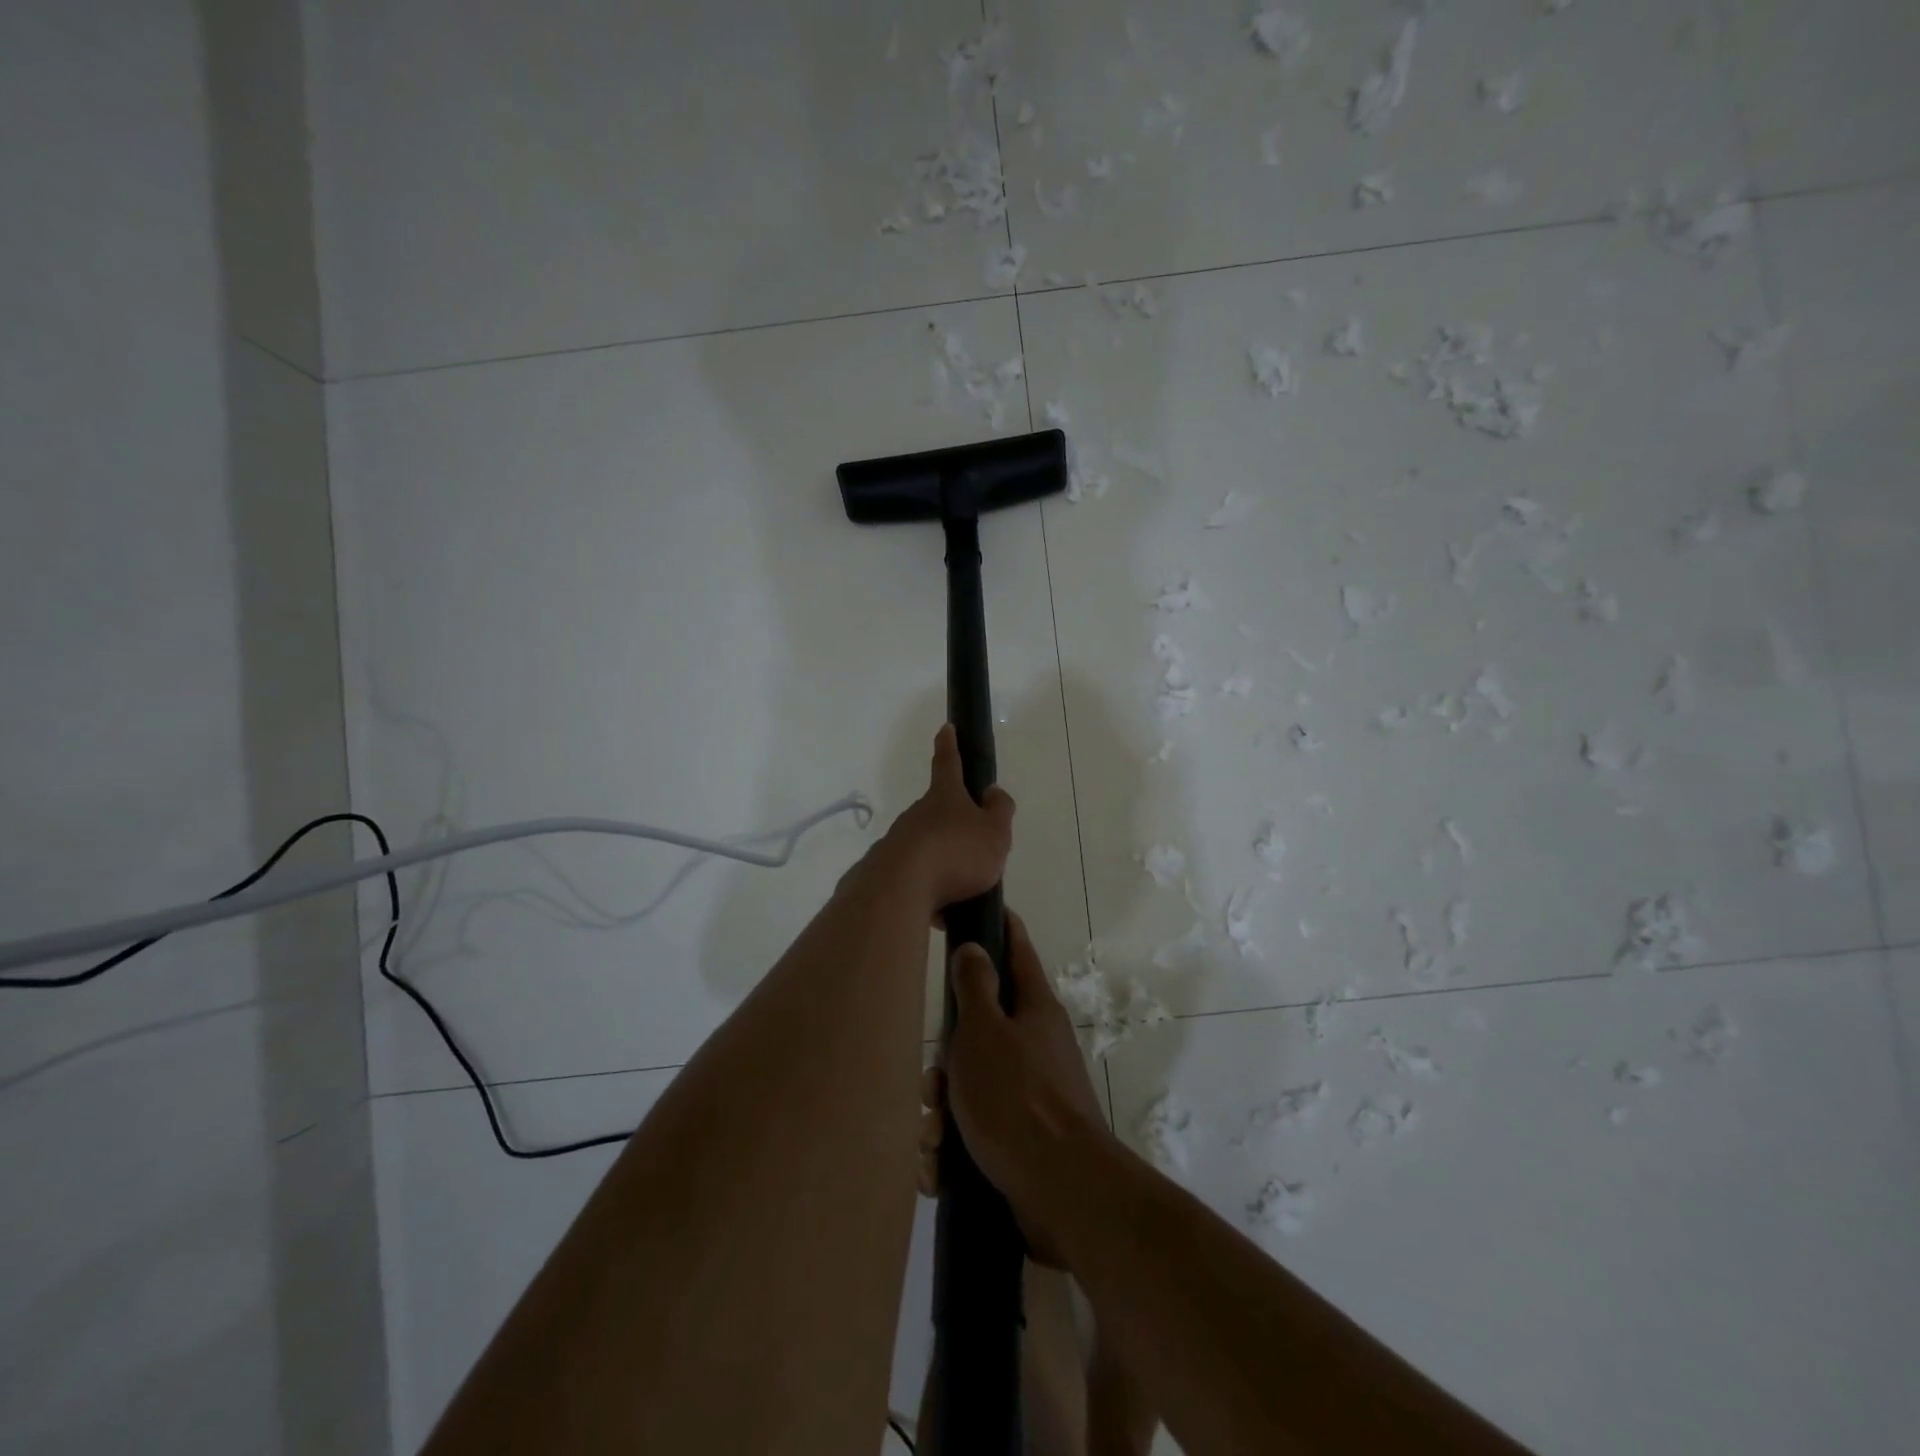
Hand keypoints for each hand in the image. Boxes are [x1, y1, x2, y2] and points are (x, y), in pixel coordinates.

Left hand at [875, 724, 1015, 913]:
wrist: (900, 889)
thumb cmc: (956, 852)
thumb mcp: (995, 832)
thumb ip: (999, 811)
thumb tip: (992, 792)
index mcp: (945, 796)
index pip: (948, 762)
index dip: (950, 744)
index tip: (946, 728)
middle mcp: (917, 814)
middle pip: (938, 812)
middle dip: (954, 826)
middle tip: (975, 849)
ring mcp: (899, 842)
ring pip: (927, 848)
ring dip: (945, 865)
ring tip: (965, 893)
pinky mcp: (886, 871)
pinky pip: (917, 879)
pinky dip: (933, 893)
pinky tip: (945, 914)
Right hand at [919, 911, 1110, 1264]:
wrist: (1061, 1194)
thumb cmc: (1017, 1099)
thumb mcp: (984, 1033)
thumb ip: (975, 987)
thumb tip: (975, 945)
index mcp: (1034, 1008)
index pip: (1015, 948)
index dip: (996, 925)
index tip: (974, 910)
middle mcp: (1036, 1044)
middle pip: (979, 1030)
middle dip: (945, 1061)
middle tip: (933, 1084)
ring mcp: (1032, 1093)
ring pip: (971, 1085)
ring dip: (943, 1113)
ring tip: (934, 1140)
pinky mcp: (1023, 1139)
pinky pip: (976, 1130)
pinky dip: (954, 1148)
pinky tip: (939, 1170)